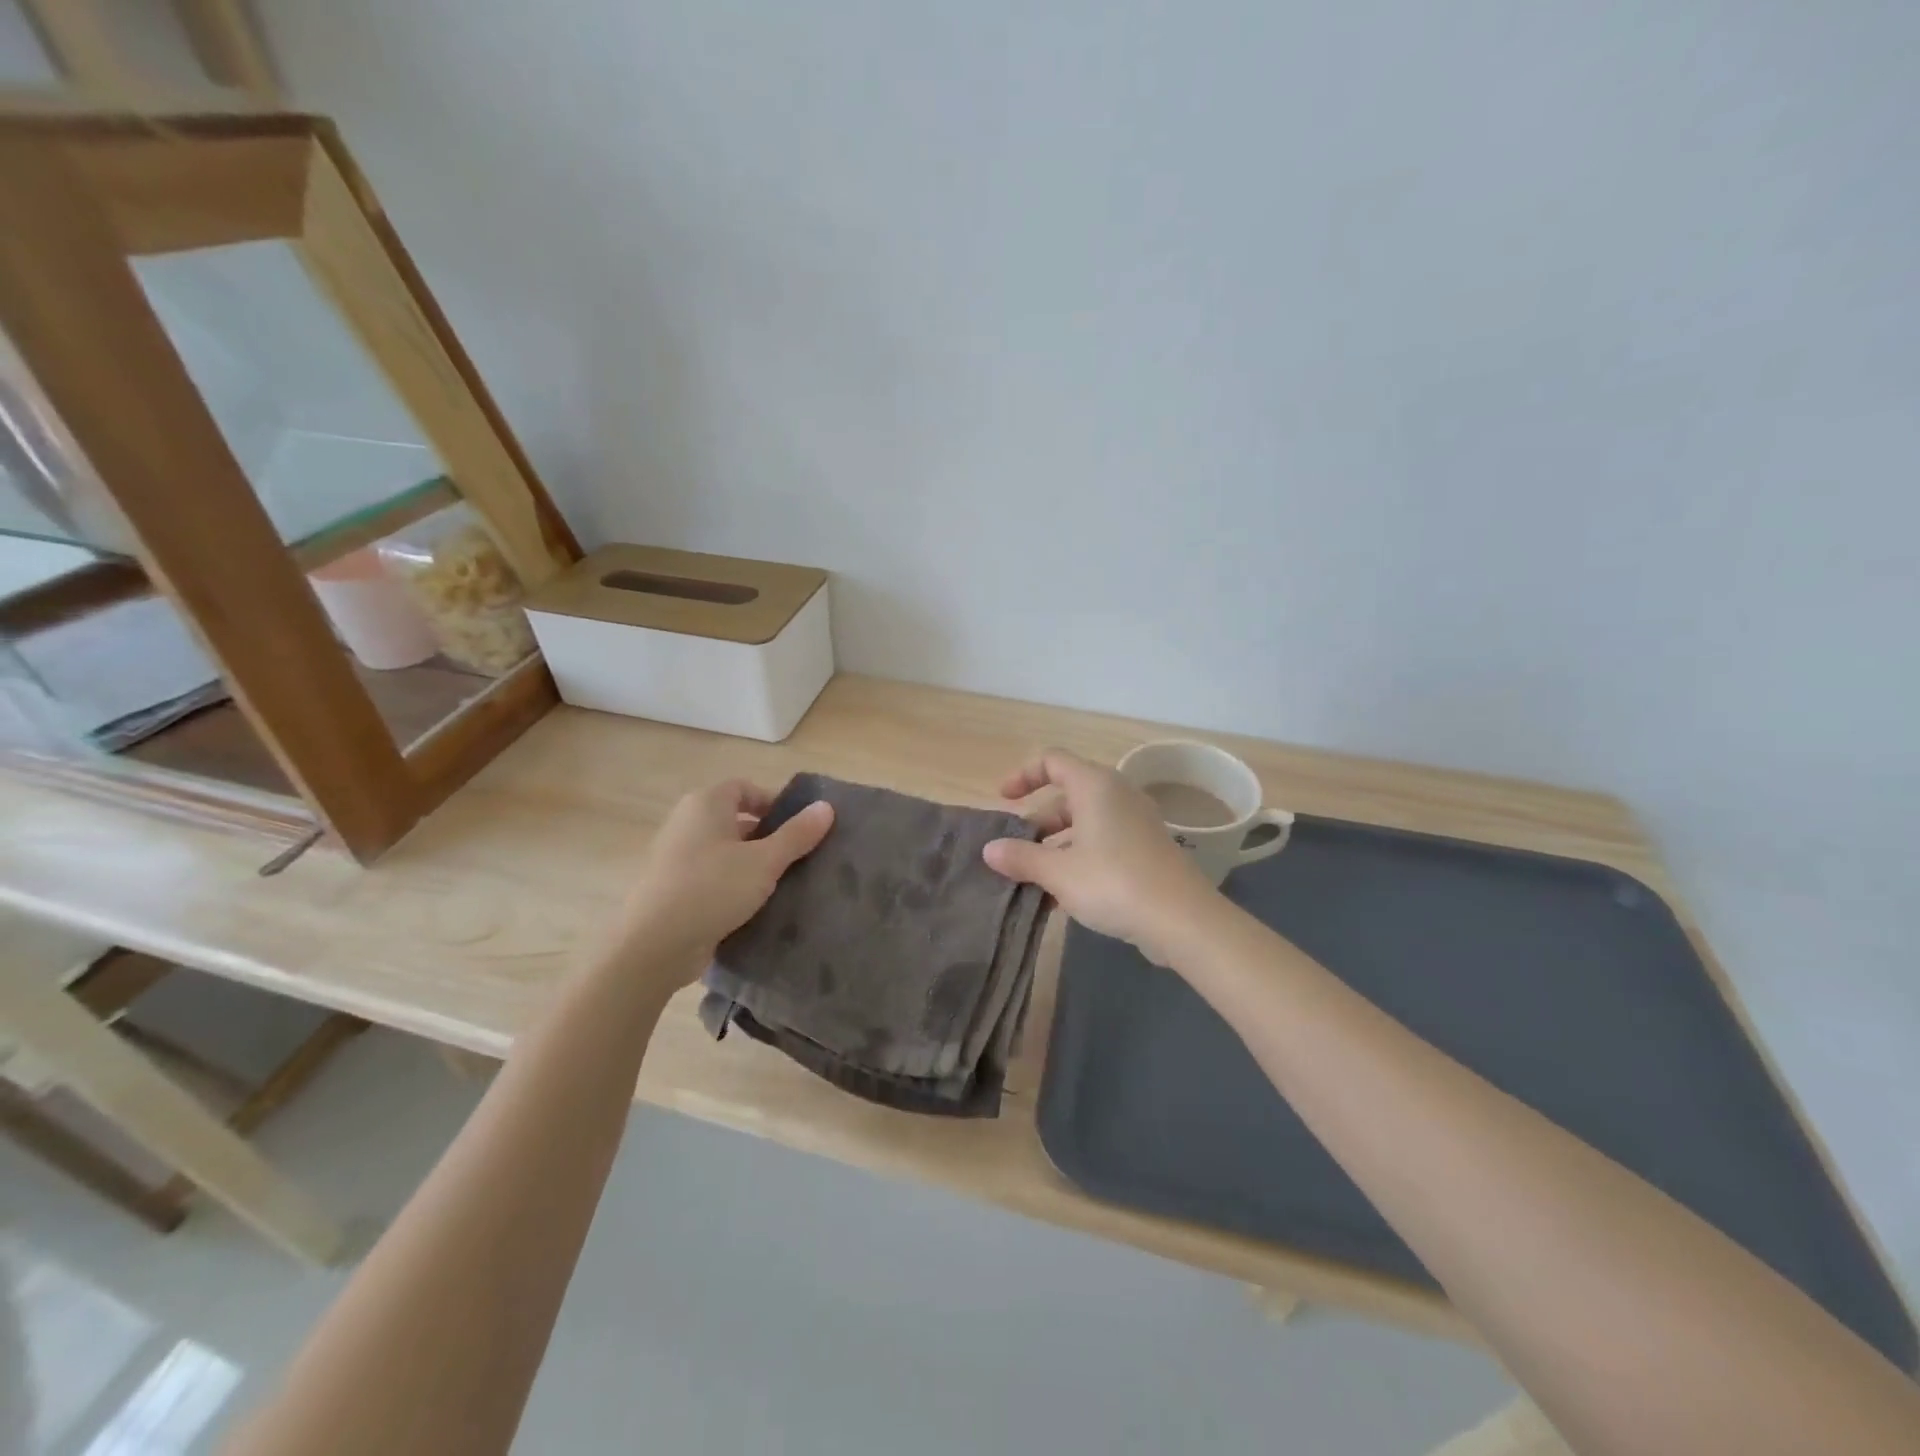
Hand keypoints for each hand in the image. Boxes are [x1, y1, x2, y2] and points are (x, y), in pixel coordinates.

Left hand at [611, 779, 834, 979]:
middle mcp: (687, 823)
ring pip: (725, 852)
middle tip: (798, 857)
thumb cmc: (712, 888)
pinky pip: (712, 877)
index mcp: (706, 804)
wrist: (653, 945)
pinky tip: (754, 907)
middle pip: (735, 820)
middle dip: (767, 836)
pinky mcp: (673, 890)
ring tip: (783, 884)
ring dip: (752, 864)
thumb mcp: (765, 861)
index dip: (774, 802)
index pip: (745, 788)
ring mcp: (676, 858)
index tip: (800, 827)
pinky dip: (733, 886)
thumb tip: (827, 807)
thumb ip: (797, 834)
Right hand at [982, 749, 1217, 959]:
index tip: (1004, 801)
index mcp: (1095, 786)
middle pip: (1068, 795)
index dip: (1023, 775)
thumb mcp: (1058, 872)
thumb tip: (990, 850)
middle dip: (1038, 821)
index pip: (1052, 760)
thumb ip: (1021, 858)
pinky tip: (1064, 895)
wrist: (1182, 919)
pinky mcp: (1147, 848)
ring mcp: (1136, 822)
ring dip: (1057, 845)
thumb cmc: (1113, 882)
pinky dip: (1080, 857)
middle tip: (1016, 851)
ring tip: (1034, 879)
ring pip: (1086, 823)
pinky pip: (1104, 841)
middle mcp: (1117, 795)